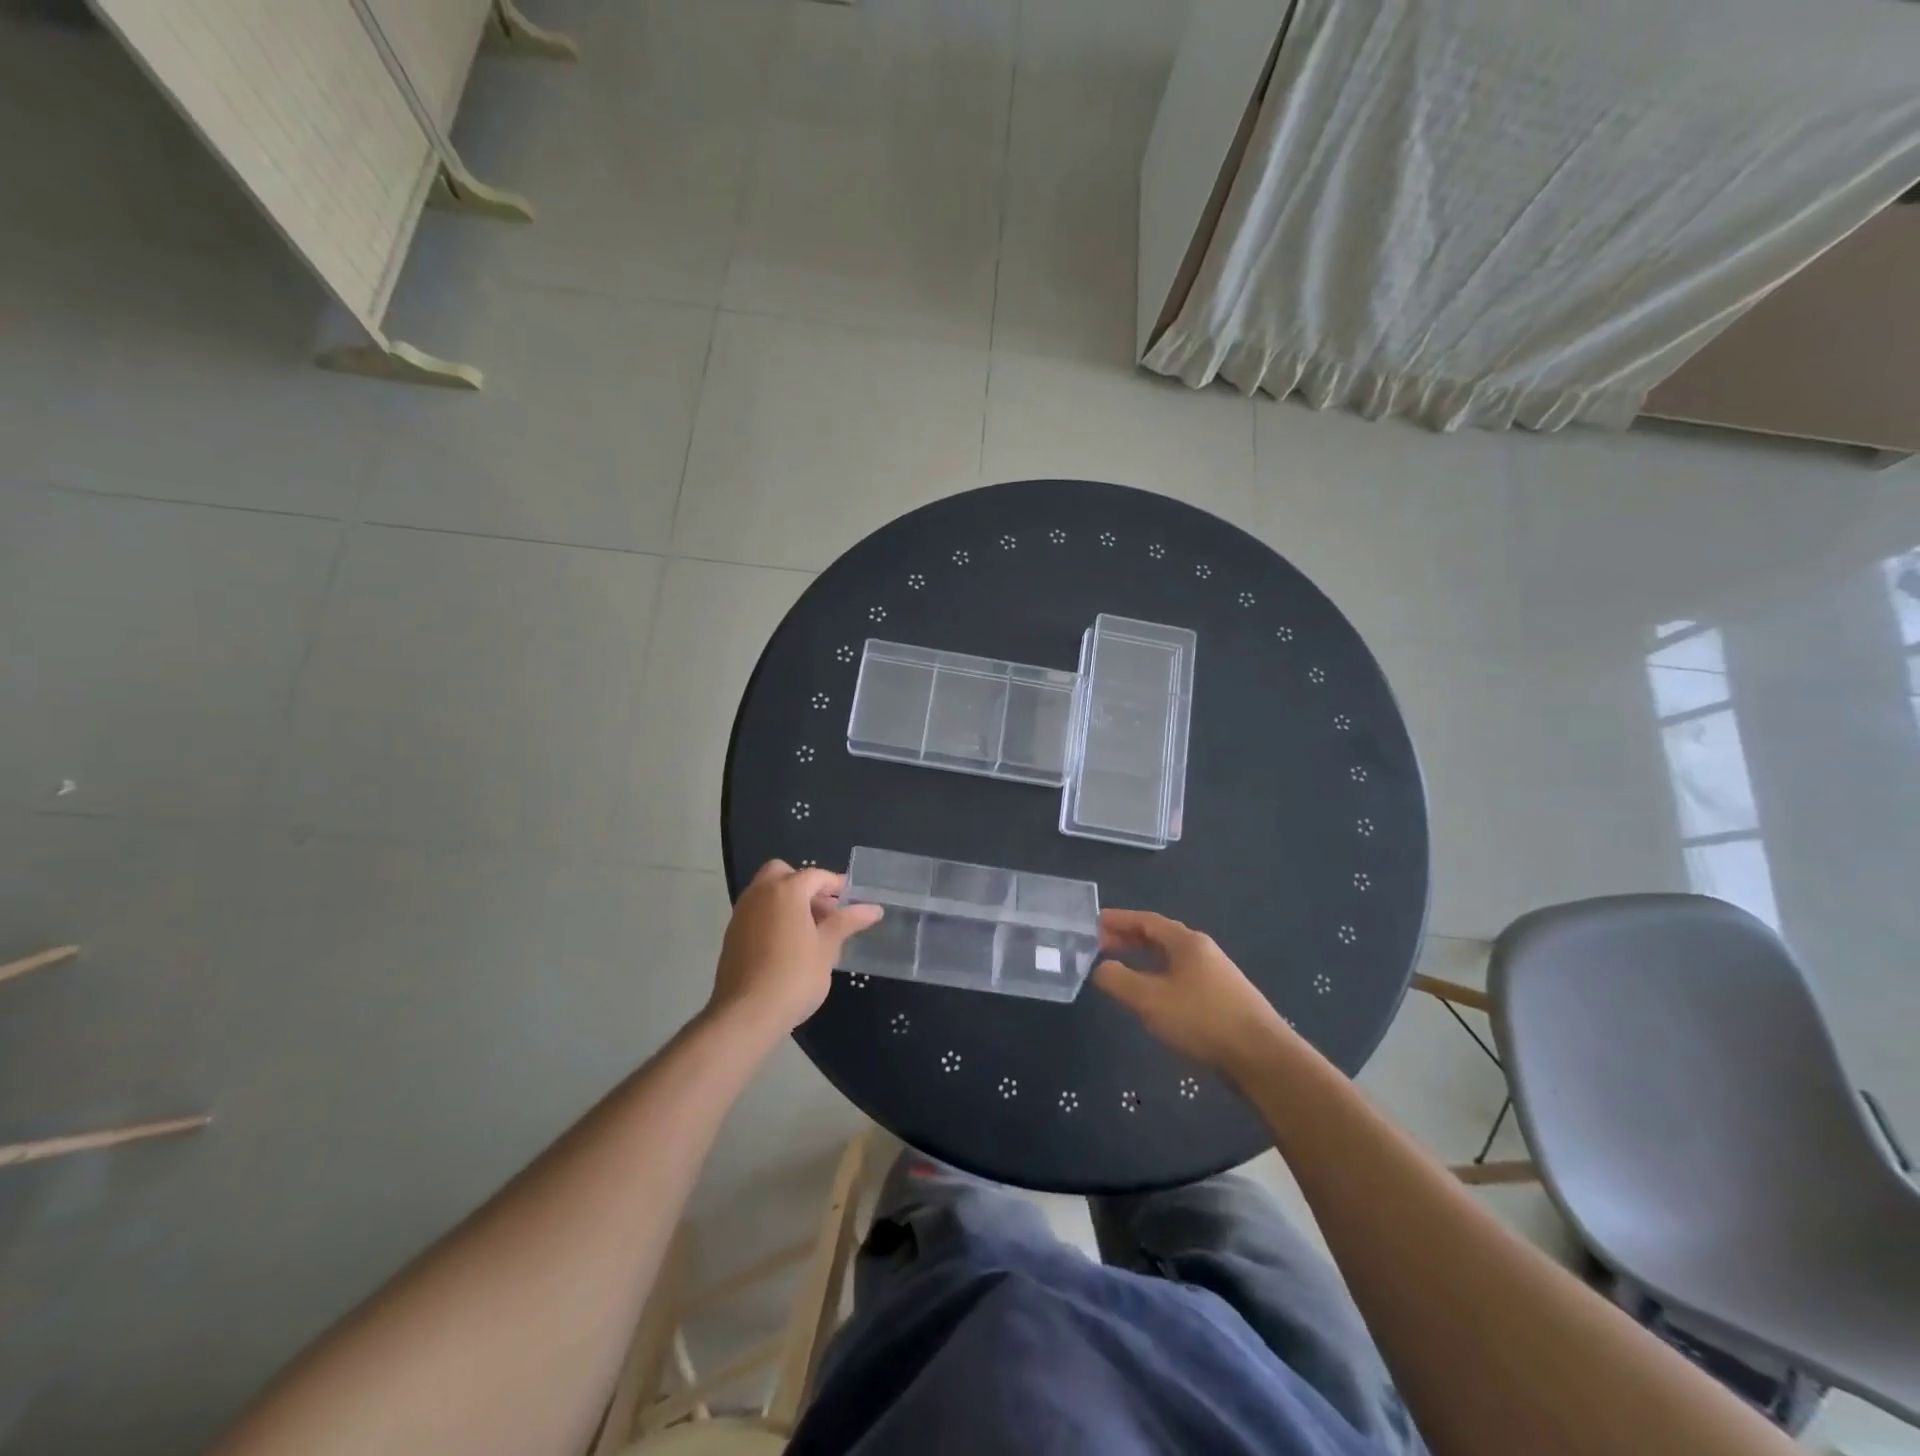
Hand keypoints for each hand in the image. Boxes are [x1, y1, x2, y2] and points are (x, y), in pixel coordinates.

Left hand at [708, 861, 882, 1037]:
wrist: (746, 1014)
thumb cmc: (794, 976)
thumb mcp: (827, 948)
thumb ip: (846, 922)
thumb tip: (873, 908)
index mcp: (786, 890)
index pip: (815, 875)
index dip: (835, 885)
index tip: (851, 900)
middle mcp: (760, 894)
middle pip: (782, 873)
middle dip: (804, 885)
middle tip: (824, 909)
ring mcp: (741, 914)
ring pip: (766, 892)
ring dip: (787, 900)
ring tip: (810, 930)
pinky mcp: (732, 935)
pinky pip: (756, 912)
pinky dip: (773, 916)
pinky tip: (788, 945)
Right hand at [1092, 909, 1292, 1076]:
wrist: (1263, 1057)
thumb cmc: (1202, 1020)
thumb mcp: (1150, 999)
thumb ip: (1118, 980)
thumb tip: (1100, 968)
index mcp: (1186, 942)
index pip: (1146, 921)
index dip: (1118, 920)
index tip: (1093, 922)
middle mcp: (1202, 951)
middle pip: (1159, 936)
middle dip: (1128, 938)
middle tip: (1099, 945)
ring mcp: (1216, 974)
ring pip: (1171, 958)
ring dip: (1144, 958)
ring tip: (1121, 969)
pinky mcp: (1223, 998)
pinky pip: (1181, 976)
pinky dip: (1159, 976)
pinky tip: (1153, 996)